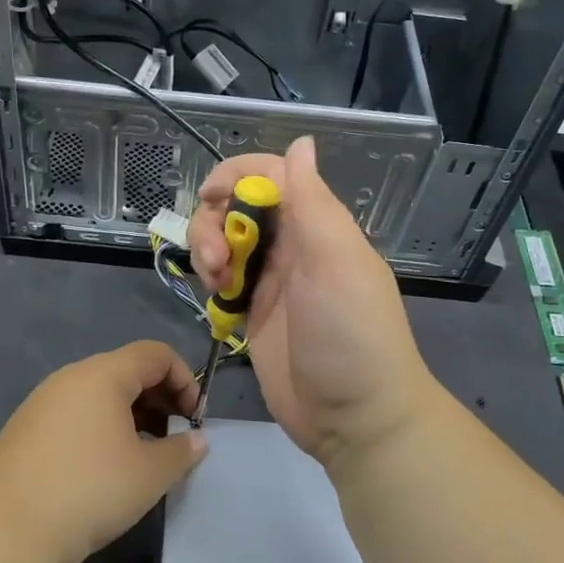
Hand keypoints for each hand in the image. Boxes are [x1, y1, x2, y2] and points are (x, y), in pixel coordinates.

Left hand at [0, 341, 205, 562]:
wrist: (6, 529)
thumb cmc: (89, 491)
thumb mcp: (149, 474)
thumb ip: (181, 451)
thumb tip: (196, 440)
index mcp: (102, 375)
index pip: (155, 354)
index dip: (185, 379)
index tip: (195, 419)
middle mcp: (71, 377)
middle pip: (126, 369)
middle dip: (160, 397)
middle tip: (175, 437)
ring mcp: (43, 401)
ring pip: (99, 393)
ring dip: (131, 414)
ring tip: (144, 454)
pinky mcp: (26, 428)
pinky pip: (76, 412)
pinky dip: (101, 426)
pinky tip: (105, 466)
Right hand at [189, 136, 437, 477]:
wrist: (355, 420)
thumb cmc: (350, 335)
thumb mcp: (336, 262)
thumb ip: (313, 202)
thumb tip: (301, 142)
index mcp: (318, 226)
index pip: (272, 176)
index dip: (236, 175)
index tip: (210, 196)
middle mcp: (294, 247)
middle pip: (238, 207)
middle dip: (215, 222)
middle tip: (216, 259)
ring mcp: (272, 282)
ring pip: (224, 242)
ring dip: (208, 251)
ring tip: (215, 283)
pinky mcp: (253, 314)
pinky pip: (221, 281)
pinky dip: (211, 282)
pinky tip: (216, 302)